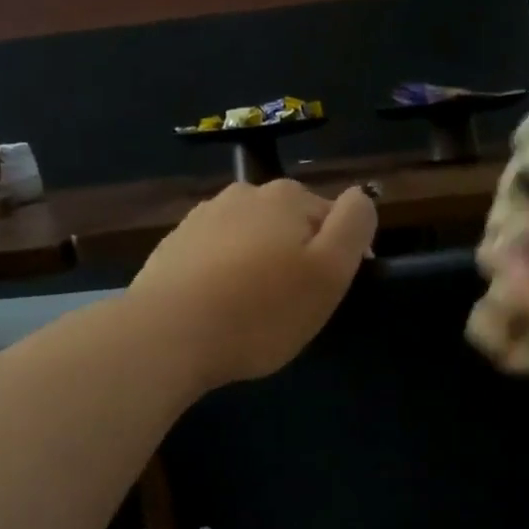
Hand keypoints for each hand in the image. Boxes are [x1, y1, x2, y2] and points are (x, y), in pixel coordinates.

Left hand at [127, 178, 377, 389]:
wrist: (168, 334)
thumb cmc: (261, 310)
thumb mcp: (330, 272)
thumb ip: (354, 225)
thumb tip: (360, 196)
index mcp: (288, 196)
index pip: (335, 218)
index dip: (340, 257)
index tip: (328, 296)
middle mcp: (245, 193)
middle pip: (291, 224)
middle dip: (298, 257)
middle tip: (292, 306)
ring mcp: (204, 216)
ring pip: (252, 238)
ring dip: (261, 264)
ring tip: (253, 309)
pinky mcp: (175, 245)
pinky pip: (217, 255)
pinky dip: (226, 274)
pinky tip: (220, 307)